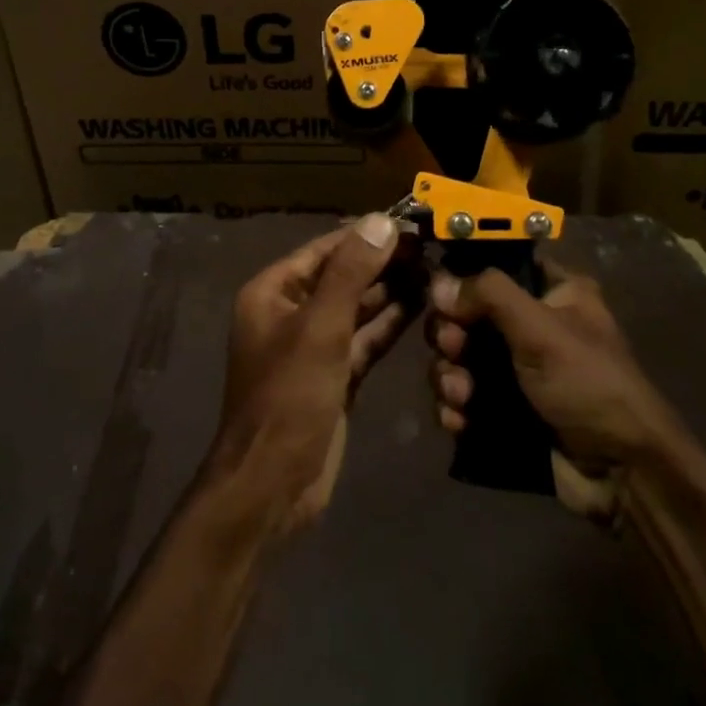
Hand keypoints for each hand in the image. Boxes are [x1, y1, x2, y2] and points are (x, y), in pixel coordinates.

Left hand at [207, 214, 411, 536]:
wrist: (272, 484)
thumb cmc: (288, 397)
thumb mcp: (320, 328)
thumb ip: (351, 272)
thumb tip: (381, 221)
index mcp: (274, 292)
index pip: (326, 249)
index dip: (367, 234)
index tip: (410, 220)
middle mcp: (291, 312)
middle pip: (343, 276)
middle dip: (383, 261)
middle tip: (431, 246)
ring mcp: (314, 345)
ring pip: (357, 307)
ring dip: (391, 290)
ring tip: (433, 270)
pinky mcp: (335, 374)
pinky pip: (364, 338)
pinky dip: (389, 323)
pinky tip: (420, 307)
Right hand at [426, 265, 692, 521]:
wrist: (622, 474)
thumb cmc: (589, 384)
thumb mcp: (542, 329)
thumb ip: (489, 296)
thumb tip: (437, 284)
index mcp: (552, 292)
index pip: (496, 267)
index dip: (463, 278)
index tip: (444, 298)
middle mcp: (531, 324)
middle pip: (466, 314)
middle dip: (450, 336)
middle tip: (453, 349)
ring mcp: (515, 369)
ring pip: (458, 358)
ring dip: (448, 376)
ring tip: (460, 397)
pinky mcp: (503, 409)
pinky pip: (462, 397)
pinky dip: (454, 407)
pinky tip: (458, 421)